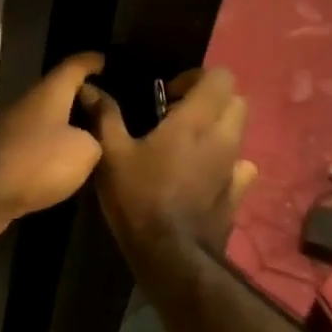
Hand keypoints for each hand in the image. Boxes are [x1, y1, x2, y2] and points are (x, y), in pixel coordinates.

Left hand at [0, 53, 105, 239]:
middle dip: (81, 96)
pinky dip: (53, 146)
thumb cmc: (38, 163)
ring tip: (93, 136)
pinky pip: (37, 142)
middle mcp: (27, 104)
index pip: (73, 66)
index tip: (105, 60)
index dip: (91, 61)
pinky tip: (67, 161)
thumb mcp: (85, 151)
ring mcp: (12, 129)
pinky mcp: (4, 153)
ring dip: (67, 124)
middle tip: (107, 107)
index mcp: (48, 93)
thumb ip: (96, 139)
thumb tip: (88, 141)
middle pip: (58, 92)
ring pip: (47, 118)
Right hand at [80, 68, 256, 261]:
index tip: (167, 94)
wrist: (170, 254)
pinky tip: (202, 174)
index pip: (220, 76)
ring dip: (217, 129)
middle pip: (236, 100)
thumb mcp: (111, 155)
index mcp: (195, 121)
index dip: (195, 77)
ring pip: (239, 132)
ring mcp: (235, 167)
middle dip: (209, 100)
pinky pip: (241, 166)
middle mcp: (223, 137)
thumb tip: (90, 87)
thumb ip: (104, 116)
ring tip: (184, 146)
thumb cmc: (139, 198)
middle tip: (175, 115)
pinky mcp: (238, 193)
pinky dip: (226, 161)